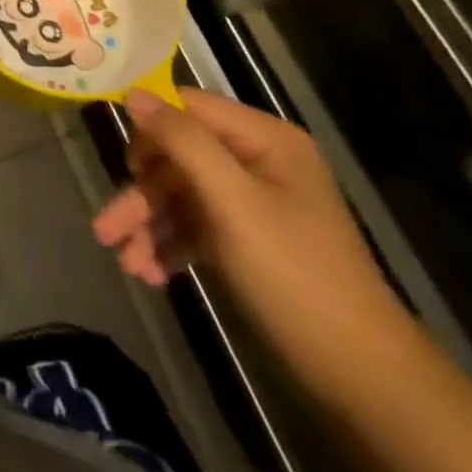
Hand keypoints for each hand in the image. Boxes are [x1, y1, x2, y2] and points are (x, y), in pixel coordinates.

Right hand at [92, 86, 412, 387]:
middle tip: (107, 228)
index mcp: (264, 140)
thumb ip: (182, 141)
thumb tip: (132, 93)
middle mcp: (257, 162)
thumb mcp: (233, 202)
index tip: (122, 162)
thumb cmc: (295, 276)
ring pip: (180, 195)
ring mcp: (252, 203)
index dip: (150, 129)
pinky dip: (169, 245)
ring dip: (149, 224)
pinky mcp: (246, 240)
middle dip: (142, 193)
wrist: (363, 379)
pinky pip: (195, 226)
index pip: (188, 108)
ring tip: (122, 260)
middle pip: (178, 156)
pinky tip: (148, 272)